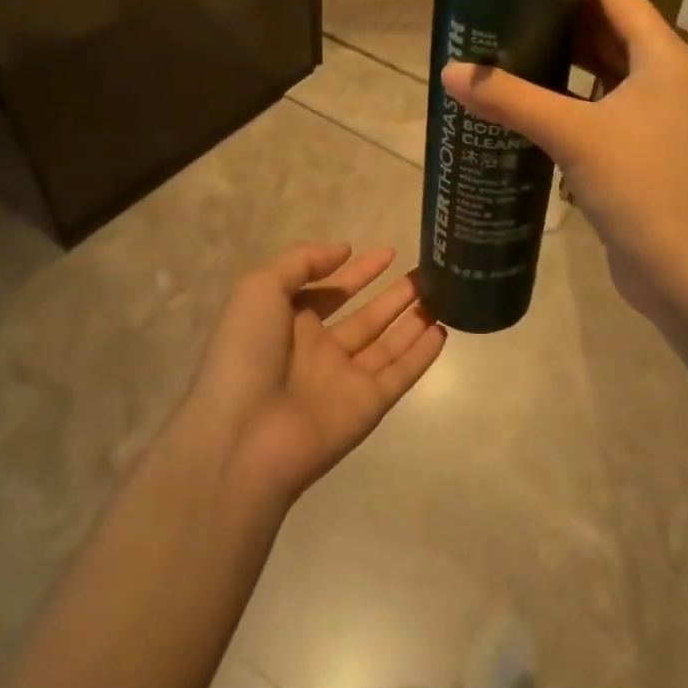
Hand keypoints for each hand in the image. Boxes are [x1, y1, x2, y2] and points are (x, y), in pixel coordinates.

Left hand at [190, 243, 446, 502]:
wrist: (243, 437)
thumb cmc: (247, 353)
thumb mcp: (260, 288)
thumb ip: (302, 261)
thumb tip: (344, 249)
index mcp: (289, 322)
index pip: (331, 291)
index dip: (358, 272)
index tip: (389, 252)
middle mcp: (319, 350)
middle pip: (365, 317)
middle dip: (393, 295)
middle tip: (426, 274)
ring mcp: (344, 379)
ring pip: (387, 343)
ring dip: (412, 320)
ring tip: (444, 294)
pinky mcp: (367, 406)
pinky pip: (400, 374)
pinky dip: (421, 355)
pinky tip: (443, 331)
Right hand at [440, 0, 687, 327]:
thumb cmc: (643, 189)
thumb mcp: (574, 136)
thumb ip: (511, 100)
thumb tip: (451, 71)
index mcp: (660, 55)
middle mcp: (660, 74)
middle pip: (604, 23)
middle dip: (555, 6)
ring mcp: (650, 112)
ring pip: (598, 64)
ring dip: (557, 50)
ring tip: (503, 37)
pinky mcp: (635, 145)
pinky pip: (593, 100)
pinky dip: (562, 91)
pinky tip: (523, 95)